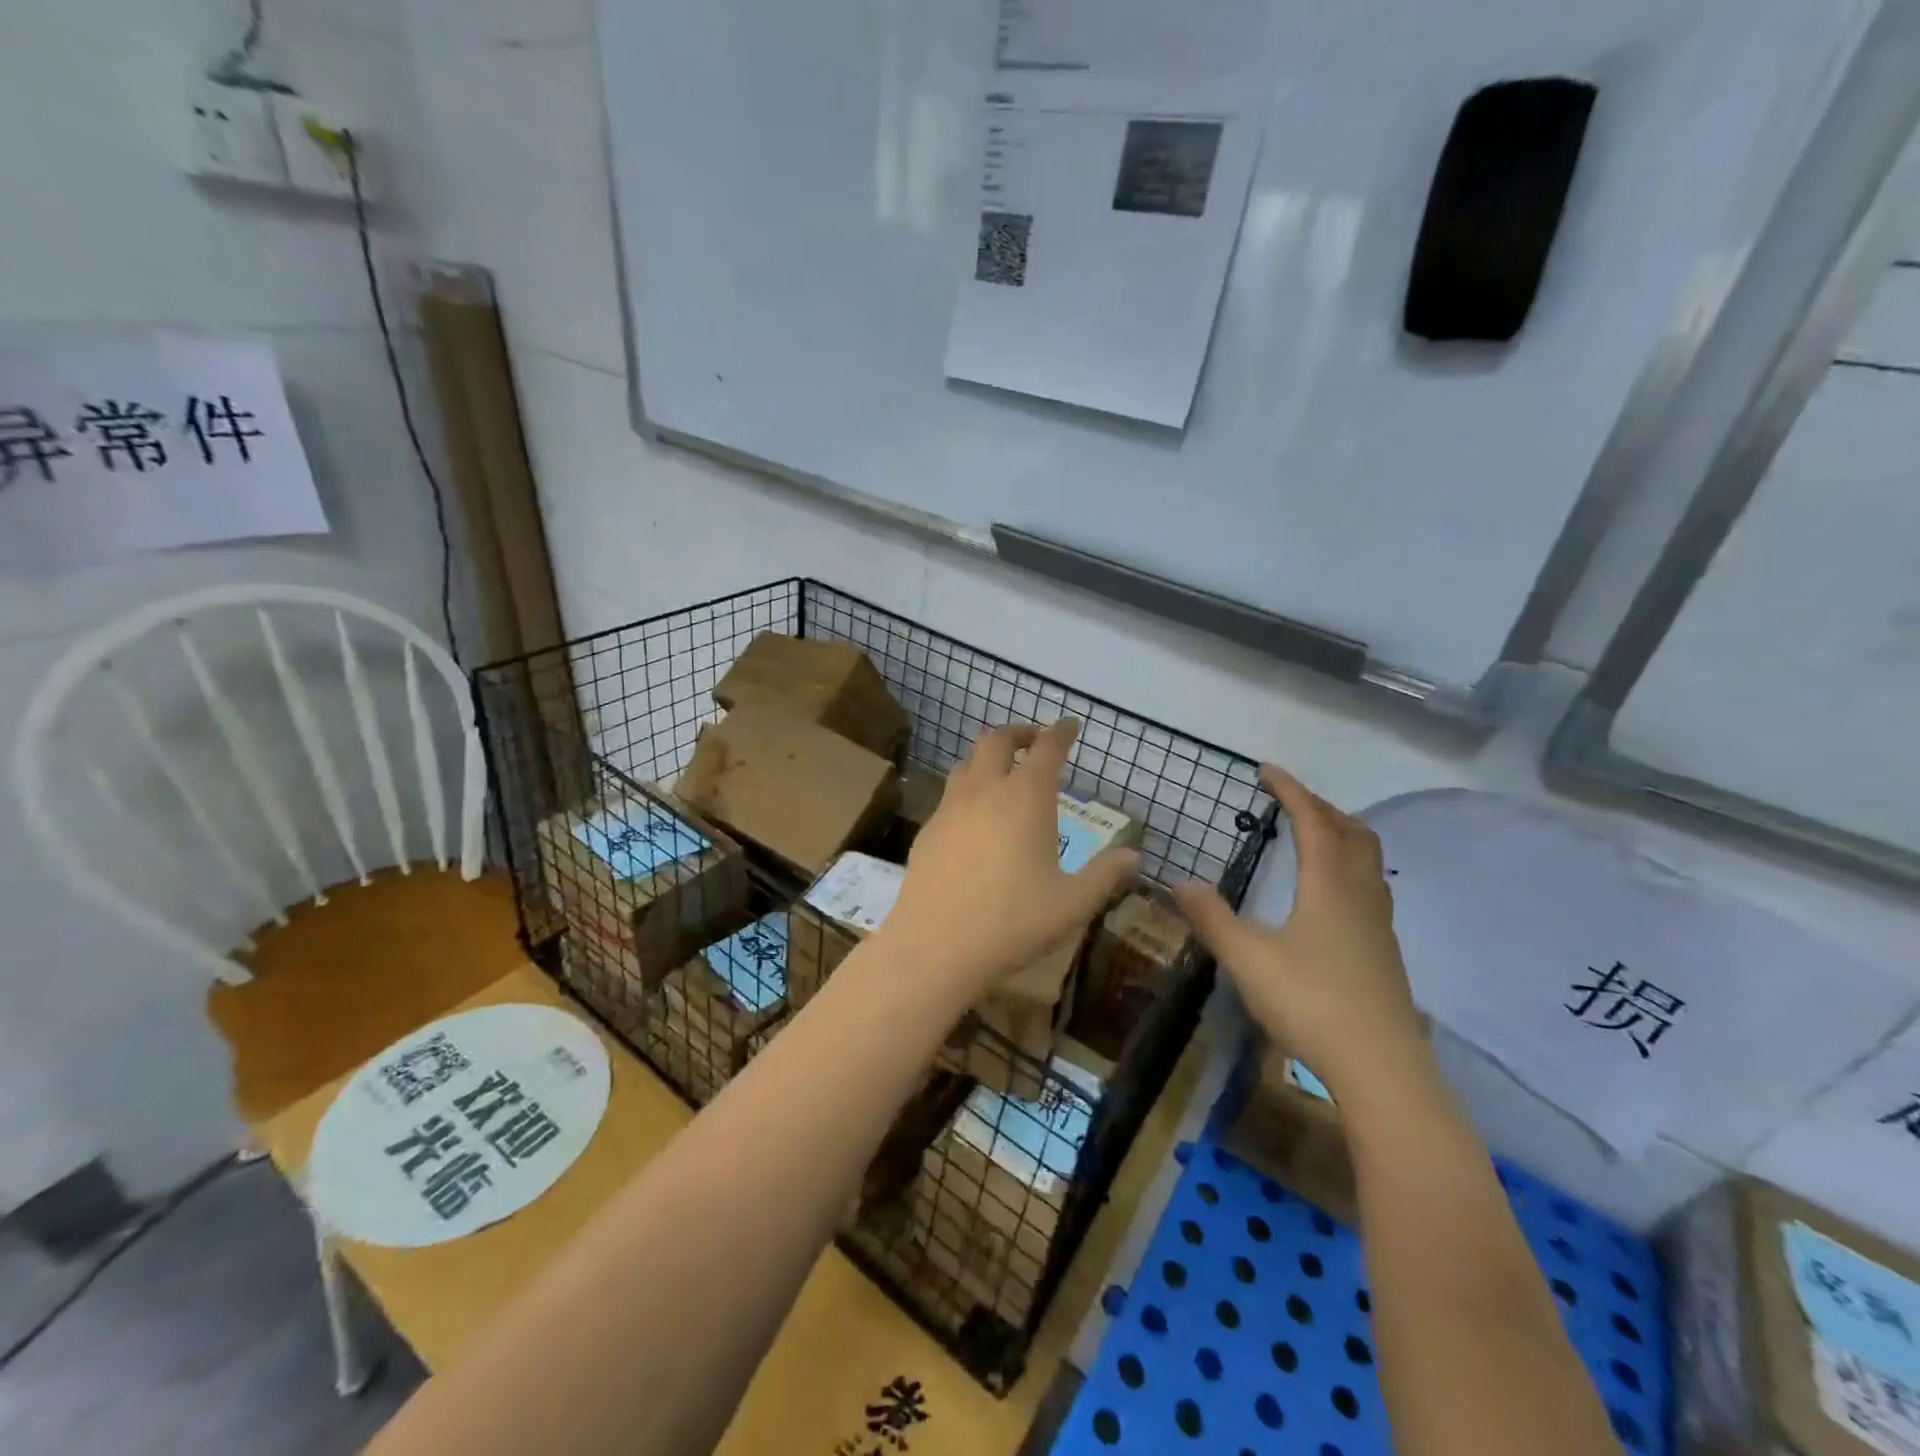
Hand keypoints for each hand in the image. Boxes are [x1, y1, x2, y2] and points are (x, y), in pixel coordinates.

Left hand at [882, 720, 1140, 999]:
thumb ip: (1105, 875)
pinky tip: (974, 819)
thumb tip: (1133, 857)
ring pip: (967, 763)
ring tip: (1003, 775)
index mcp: (1025, 798)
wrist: (935, 945)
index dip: (1060, 732)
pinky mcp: (928, 830)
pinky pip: (949, 795)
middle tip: (1034, 742)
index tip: (1069, 725)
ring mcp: (950, 808)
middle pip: (997, 740)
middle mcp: (985, 791)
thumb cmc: (1012, 922)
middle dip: (1019, 733)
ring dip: (988, 758)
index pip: (1046, 749)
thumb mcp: (1072, 903)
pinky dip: (968, 790)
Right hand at [1174, 765, 1424, 1098]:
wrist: (1381, 1068)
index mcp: (1329, 886)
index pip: (1313, 821)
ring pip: (1367, 861)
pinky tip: (1328, 896)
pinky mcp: (1383, 952)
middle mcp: (1359, 896)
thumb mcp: (1247, 959)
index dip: (1290, 790)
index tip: (1265, 769)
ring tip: (1312, 836)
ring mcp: (1378, 926)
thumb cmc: (1311, 1003)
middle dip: (1320, 807)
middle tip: (1289, 800)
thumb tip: (1181, 882)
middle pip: (1352, 833)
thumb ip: (1212, 918)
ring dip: (1341, 835)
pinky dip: (1347, 868)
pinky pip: (1369, 888)